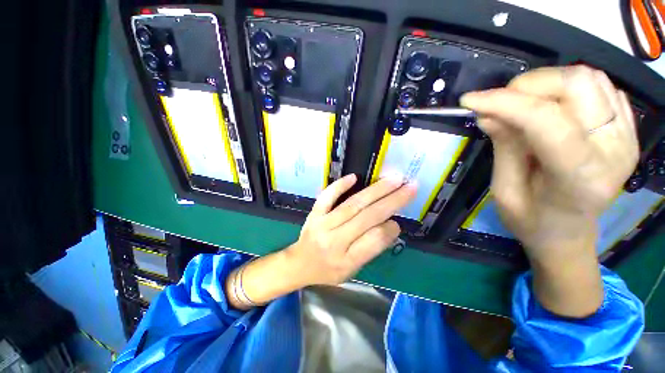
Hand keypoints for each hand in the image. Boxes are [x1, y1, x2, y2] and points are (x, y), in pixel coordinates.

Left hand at [285, 174, 416, 286]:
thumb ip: (371, 249)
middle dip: (392, 200)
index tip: (399, 220)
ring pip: (352, 205)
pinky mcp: (314, 213)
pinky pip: (326, 197)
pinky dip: (339, 186)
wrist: (299, 264)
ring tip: (393, 180)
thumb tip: (390, 225)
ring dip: (375, 190)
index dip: (390, 228)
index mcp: (346, 261)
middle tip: (409, 187)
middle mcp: (335, 241)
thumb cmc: (328, 271)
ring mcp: (322, 224)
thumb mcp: (352, 270)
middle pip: (367, 217)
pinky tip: (354, 177)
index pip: (374, 240)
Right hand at [461, 66, 638, 316]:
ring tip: (518, 100)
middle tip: (495, 101)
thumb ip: (504, 145)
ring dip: (547, 82)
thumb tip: (489, 113)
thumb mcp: (505, 190)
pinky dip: (568, 84)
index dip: (505, 104)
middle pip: (576, 89)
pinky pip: (599, 86)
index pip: (545, 123)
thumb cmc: (532, 221)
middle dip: (527, 86)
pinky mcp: (623, 128)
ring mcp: (624, 137)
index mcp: (578, 177)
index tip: (472, 100)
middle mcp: (611, 151)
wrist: (570, 235)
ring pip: (590, 79)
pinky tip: (547, 102)